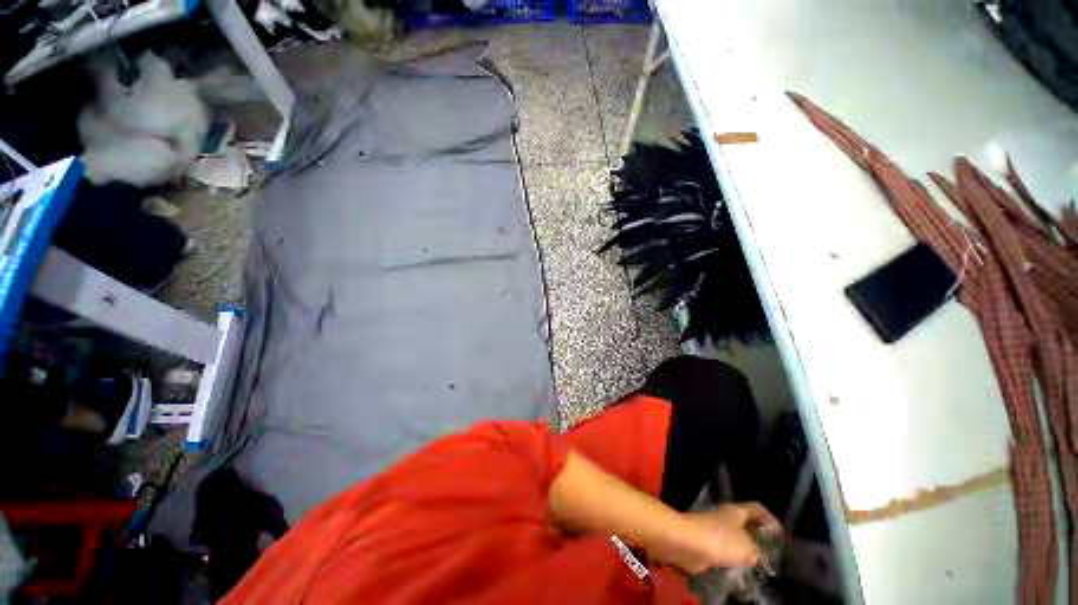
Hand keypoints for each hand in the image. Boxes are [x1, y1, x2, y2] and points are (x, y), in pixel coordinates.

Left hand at [657, 503, 780, 574]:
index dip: (770, 518)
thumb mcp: (747, 548)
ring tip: (756, 569)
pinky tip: (738, 573)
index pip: (756, 509)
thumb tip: (757, 555)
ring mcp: (712, 530)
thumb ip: (757, 551)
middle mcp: (724, 518)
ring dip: (742, 554)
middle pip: (744, 526)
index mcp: (736, 512)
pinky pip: (721, 554)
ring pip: (733, 541)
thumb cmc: (718, 539)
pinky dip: (729, 563)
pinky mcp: (703, 545)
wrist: (686, 543)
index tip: (781, 533)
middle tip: (770, 556)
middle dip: (756, 540)